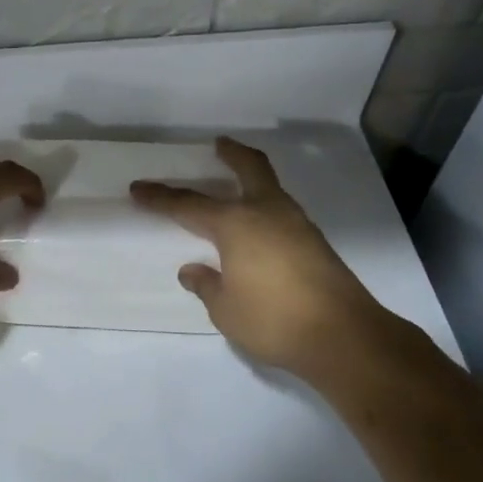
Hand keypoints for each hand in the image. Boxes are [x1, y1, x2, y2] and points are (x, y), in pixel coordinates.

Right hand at [132, 137, 433, 389]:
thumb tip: (193, 270)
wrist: (343, 337)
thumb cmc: (273, 320)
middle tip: (220, 145)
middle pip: (250, 169)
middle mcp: (267, 213)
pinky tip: (259, 230)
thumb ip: (207, 285)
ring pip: (271, 189)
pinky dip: (266, 208)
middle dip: (232, 154)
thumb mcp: (225, 309)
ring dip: (253, 180)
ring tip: (237, 188)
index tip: (138, 189)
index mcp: (236, 224)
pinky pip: (283, 213)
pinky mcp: (316, 244)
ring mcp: (297, 225)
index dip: (160, 198)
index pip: (188, 205)